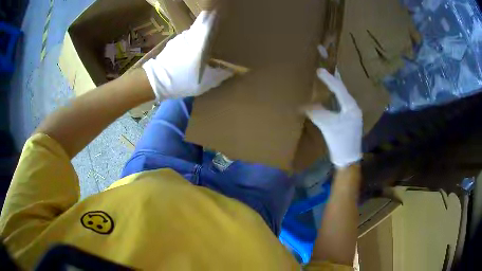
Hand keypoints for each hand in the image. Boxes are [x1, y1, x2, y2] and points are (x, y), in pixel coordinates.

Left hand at [143, 11, 232, 99]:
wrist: (155, 82)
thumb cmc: (182, 81)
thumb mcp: (205, 83)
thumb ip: (220, 74)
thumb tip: (231, 70)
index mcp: (200, 41)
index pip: (208, 20)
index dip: (215, 16)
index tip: (222, 15)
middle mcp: (189, 35)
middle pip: (201, 22)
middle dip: (209, 22)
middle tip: (215, 28)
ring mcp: (179, 38)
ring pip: (193, 30)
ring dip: (199, 32)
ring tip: (204, 41)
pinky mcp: (172, 43)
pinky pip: (185, 37)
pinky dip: (190, 40)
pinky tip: (190, 50)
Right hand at [305, 62, 362, 167]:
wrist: (348, 159)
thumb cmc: (340, 142)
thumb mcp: (327, 126)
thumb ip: (316, 112)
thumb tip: (302, 103)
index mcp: (351, 106)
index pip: (339, 88)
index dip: (329, 78)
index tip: (319, 69)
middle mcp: (353, 106)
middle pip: (342, 88)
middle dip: (334, 76)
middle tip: (326, 64)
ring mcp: (352, 112)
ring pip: (342, 94)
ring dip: (334, 85)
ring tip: (326, 74)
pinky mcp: (348, 118)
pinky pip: (340, 101)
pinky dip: (334, 94)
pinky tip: (329, 92)